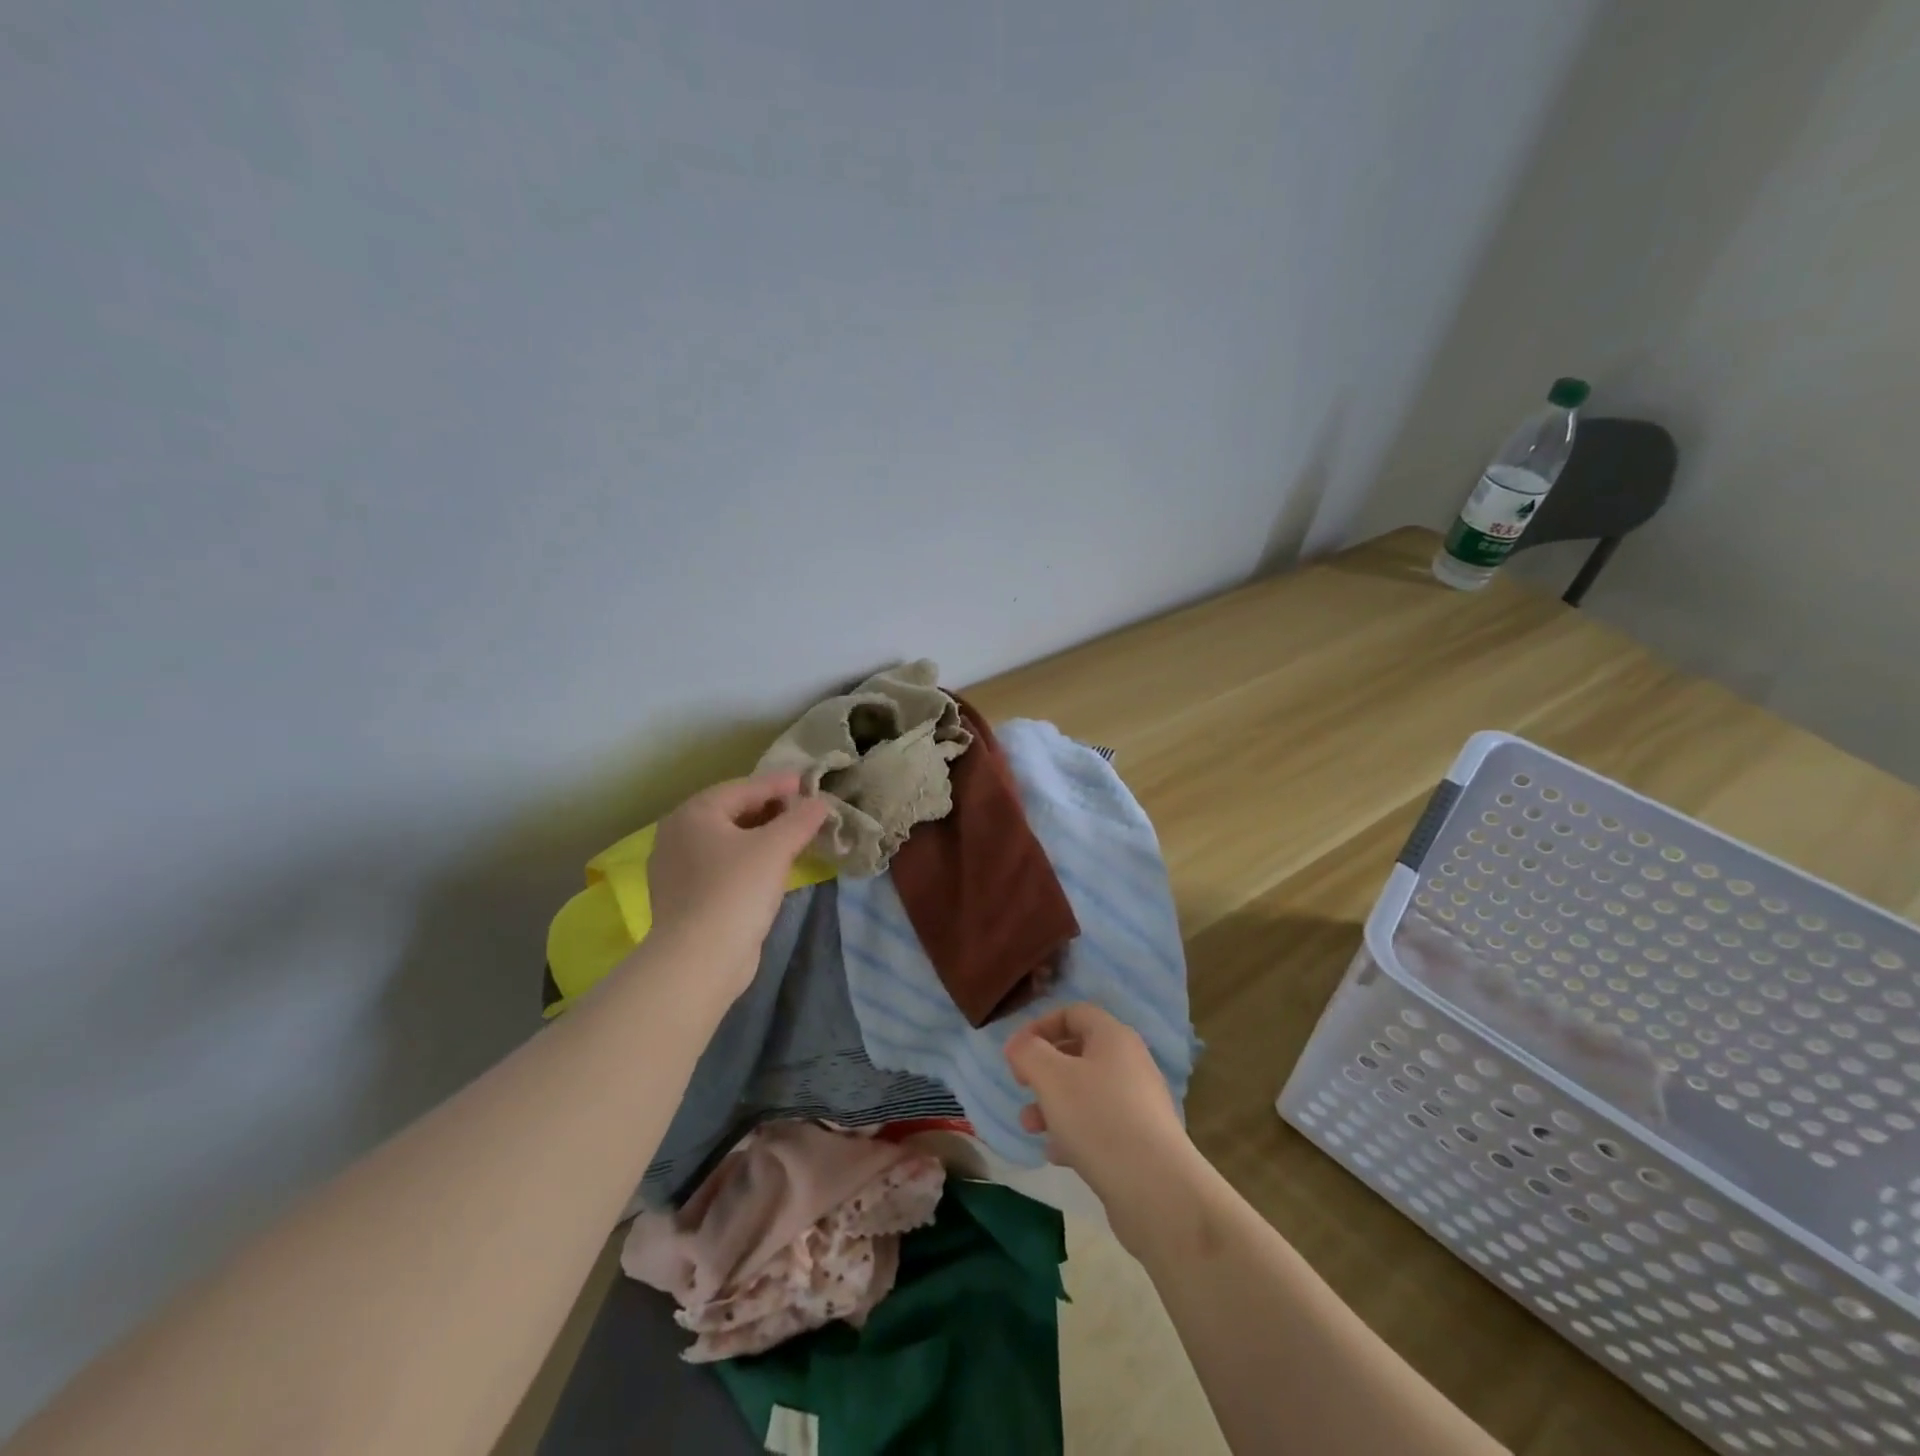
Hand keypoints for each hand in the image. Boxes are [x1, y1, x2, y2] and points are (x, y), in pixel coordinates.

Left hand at [645, 773, 829, 1000]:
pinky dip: (748, 859)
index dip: (780, 784)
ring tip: (794, 836)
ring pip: (728, 840)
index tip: (809, 782)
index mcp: (694, 813)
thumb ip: (800, 819)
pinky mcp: (686, 897)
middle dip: (771, 809)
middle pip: (732, 812)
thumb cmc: (736, 890)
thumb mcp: (776, 847)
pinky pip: (722, 865)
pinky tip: (770, 867)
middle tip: (804, 810)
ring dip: (761, 835)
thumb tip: (820, 803)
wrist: (699, 960)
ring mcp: (677, 868)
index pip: (744, 788)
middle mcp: (678, 835)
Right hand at [1005, 1003, 1191, 1204]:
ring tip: (1030, 1126)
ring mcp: (1138, 1104)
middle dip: (1044, 1070)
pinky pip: (1099, 1126)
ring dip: (1053, 1104)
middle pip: (1078, 1054)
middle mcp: (1130, 1064)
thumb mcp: (1051, 1077)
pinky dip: (1074, 1133)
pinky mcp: (1140, 1142)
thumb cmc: (1098, 1119)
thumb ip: (1028, 1052)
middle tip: (1022, 1087)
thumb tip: (1019, 1044)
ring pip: (1086, 1093)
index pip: (1073, 1013)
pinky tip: (1056, 1154)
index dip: (1040, 1026)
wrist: (1157, 1190)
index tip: (1016, 1052)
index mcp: (1113, 1037)